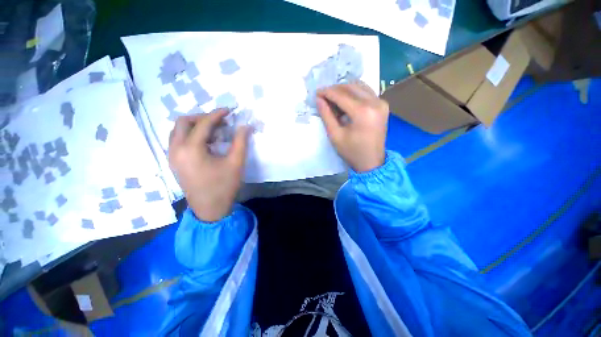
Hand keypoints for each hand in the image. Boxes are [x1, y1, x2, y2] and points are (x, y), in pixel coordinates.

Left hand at [169, 109, 250, 221]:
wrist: (210, 209)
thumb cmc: (224, 186)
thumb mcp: (236, 163)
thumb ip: (241, 142)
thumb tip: (245, 126)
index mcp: (191, 149)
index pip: (203, 124)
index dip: (217, 114)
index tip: (229, 110)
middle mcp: (176, 149)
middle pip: (184, 122)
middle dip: (203, 117)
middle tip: (220, 121)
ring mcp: (172, 156)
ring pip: (178, 131)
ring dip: (196, 126)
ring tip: (214, 130)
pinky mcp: (174, 162)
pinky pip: (178, 140)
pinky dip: (191, 135)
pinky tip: (206, 142)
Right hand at [317, 82, 388, 171]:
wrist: (372, 162)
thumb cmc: (352, 152)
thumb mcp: (335, 135)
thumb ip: (326, 115)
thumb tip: (319, 99)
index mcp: (363, 112)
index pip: (341, 95)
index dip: (327, 92)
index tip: (316, 93)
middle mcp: (375, 102)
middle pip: (351, 87)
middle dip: (335, 89)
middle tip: (323, 96)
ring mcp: (381, 103)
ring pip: (359, 86)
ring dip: (344, 90)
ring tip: (333, 99)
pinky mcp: (383, 105)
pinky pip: (366, 92)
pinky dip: (354, 93)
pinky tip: (346, 101)